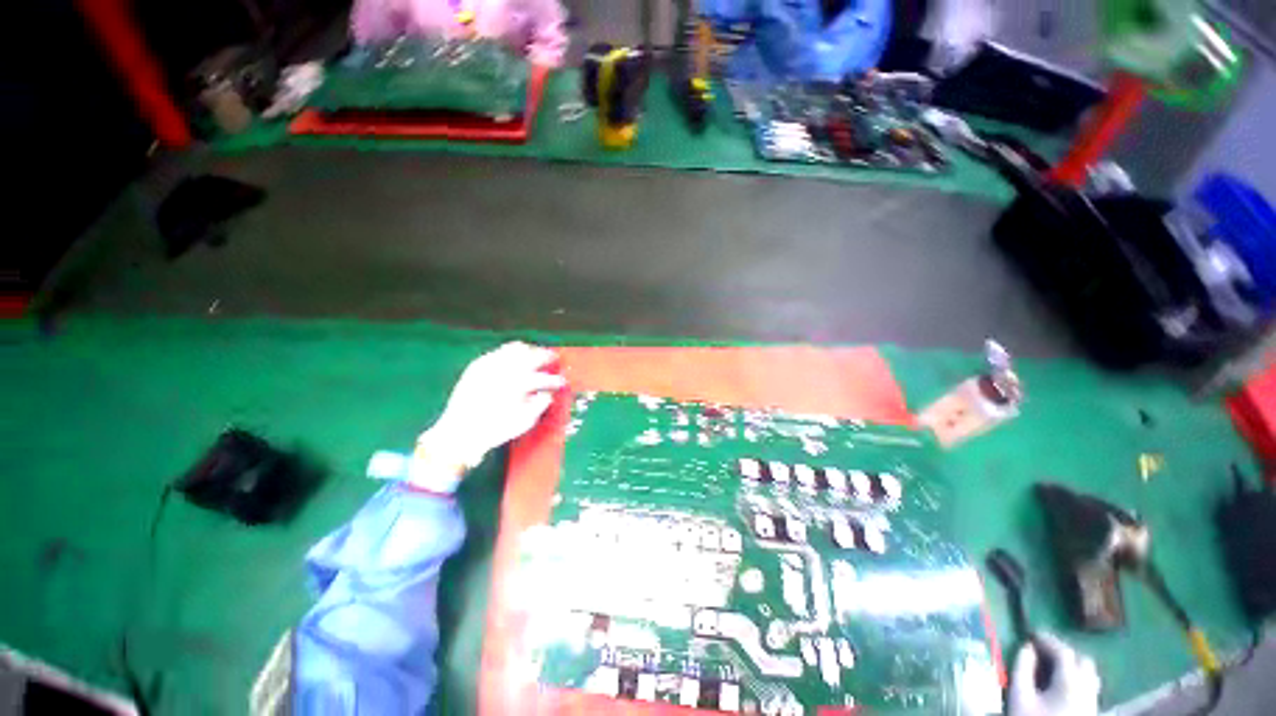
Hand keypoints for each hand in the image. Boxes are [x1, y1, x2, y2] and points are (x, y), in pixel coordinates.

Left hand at [418, 342, 565, 471]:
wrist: (459, 432)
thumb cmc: (495, 430)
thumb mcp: (524, 422)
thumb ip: (540, 404)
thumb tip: (548, 393)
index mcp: (518, 385)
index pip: (543, 378)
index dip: (555, 379)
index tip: (562, 381)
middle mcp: (504, 370)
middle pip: (532, 355)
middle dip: (545, 356)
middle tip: (553, 359)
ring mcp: (489, 365)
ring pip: (515, 348)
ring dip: (529, 351)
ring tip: (535, 355)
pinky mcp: (477, 365)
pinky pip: (498, 352)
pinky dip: (510, 353)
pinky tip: (514, 360)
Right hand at [1009, 634, 1100, 715]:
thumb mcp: (1020, 695)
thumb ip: (1022, 668)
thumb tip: (1026, 647)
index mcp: (1071, 681)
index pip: (1063, 651)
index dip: (1048, 639)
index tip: (1031, 633)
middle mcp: (1087, 687)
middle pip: (1082, 660)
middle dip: (1063, 651)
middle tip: (1042, 648)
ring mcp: (1092, 700)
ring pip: (1088, 673)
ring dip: (1072, 664)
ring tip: (1051, 663)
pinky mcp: (1091, 710)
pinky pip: (1088, 685)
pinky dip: (1076, 677)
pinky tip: (1062, 683)